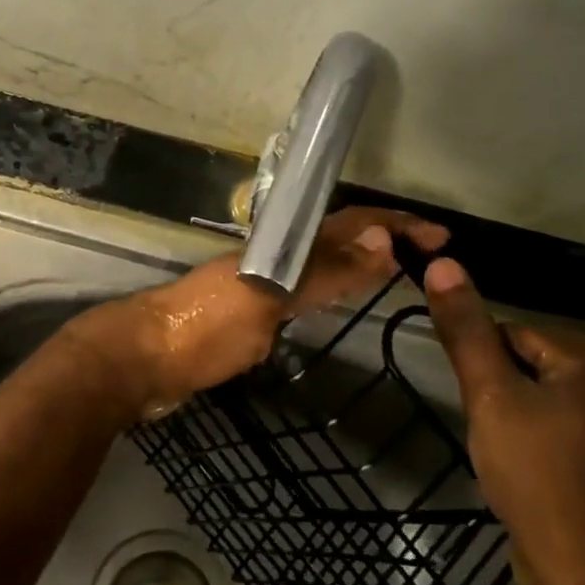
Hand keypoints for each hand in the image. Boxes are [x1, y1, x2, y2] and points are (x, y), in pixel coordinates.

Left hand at [68, 207, 448, 421]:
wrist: (143, 360)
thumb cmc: (204, 328)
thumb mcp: (267, 298)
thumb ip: (322, 272)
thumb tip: (382, 239)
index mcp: (279, 245)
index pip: (349, 224)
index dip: (395, 226)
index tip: (442, 237)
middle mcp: (273, 257)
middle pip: (339, 239)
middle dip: (385, 240)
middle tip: (431, 257)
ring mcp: (260, 284)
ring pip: (322, 263)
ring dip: (362, 261)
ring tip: (400, 273)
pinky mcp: (250, 314)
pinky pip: (305, 291)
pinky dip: (334, 289)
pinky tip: (343, 302)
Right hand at [421, 258, 584, 584]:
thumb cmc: (537, 476)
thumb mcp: (489, 397)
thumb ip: (466, 330)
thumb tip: (444, 263)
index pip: (518, 335)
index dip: (488, 368)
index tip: (481, 406)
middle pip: (545, 372)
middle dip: (514, 396)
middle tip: (497, 436)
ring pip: (567, 410)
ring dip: (539, 425)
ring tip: (521, 463)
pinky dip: (570, 457)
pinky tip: (555, 488)